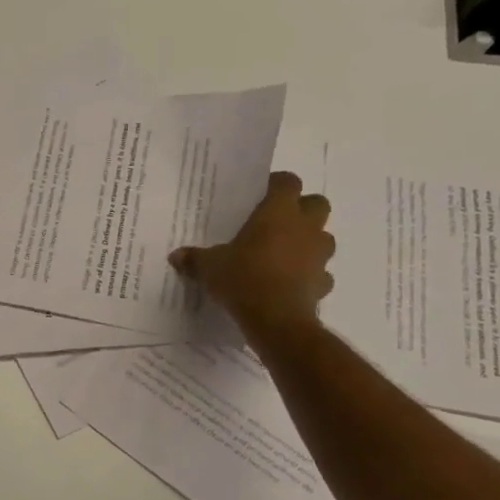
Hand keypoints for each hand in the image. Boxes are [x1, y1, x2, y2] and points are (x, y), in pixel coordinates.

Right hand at [169, 171, 334, 332]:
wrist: (276, 318)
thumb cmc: (243, 278)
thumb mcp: (209, 267)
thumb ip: (195, 258)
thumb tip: (176, 256)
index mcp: (278, 212)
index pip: (287, 181)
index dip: (277, 184)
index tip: (262, 194)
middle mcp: (305, 227)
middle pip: (317, 203)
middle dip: (302, 209)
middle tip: (278, 222)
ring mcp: (319, 255)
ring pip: (324, 238)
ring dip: (309, 242)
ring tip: (285, 255)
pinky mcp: (324, 282)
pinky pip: (321, 274)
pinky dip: (310, 276)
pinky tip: (291, 285)